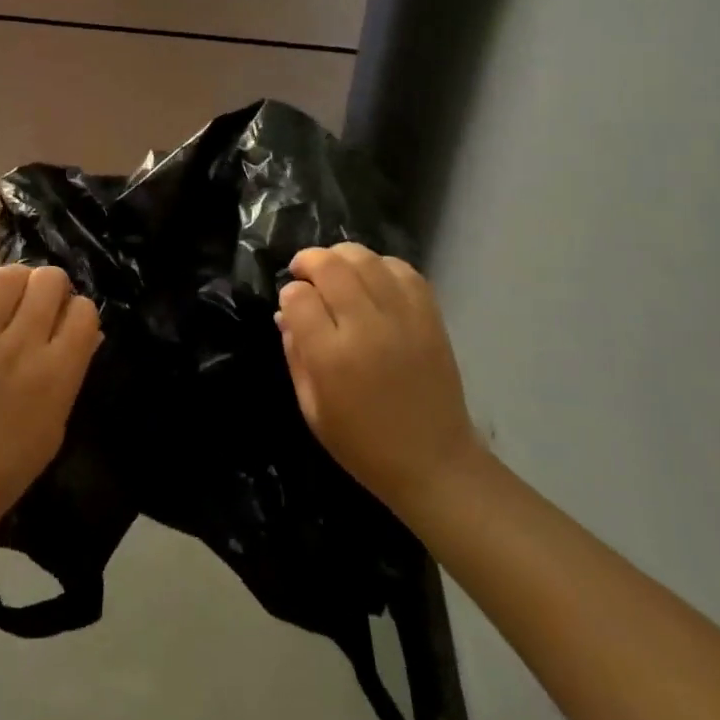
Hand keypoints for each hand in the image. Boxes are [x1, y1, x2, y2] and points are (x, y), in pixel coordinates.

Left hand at [0, 265, 101, 526]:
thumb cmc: (16, 457)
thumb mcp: (60, 416)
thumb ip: (73, 368)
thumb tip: (85, 330)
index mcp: (57, 371)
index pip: (83, 310)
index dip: (80, 311)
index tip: (69, 322)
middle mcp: (22, 346)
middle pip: (48, 279)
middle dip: (53, 285)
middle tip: (43, 302)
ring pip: (7, 276)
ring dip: (17, 280)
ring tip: (13, 296)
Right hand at [277, 244, 479, 521]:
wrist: (433, 463)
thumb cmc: (362, 444)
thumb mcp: (311, 408)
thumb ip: (295, 354)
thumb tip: (286, 313)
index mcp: (332, 357)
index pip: (298, 297)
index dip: (289, 294)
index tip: (291, 303)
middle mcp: (366, 328)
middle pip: (331, 266)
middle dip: (309, 261)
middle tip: (303, 272)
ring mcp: (403, 318)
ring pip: (366, 259)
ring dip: (342, 256)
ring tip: (336, 270)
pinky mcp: (429, 317)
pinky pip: (402, 270)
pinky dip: (381, 265)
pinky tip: (371, 278)